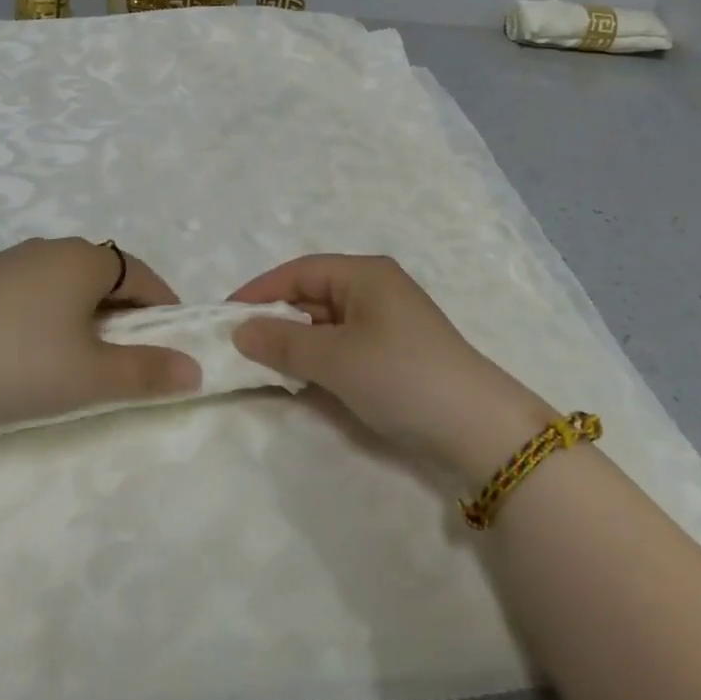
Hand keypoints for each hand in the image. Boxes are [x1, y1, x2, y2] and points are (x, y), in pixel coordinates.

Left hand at [0, 238, 202, 434]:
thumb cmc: (15, 363)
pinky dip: (43, 316)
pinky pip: (28, 293)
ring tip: (74, 358)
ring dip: (81, 314)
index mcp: (84, 259)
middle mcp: (49, 248)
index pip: (142, 275)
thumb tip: (195, 370)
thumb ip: (146, 372)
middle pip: (103, 276)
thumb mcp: (90, 376)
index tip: (170, 343)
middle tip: (123, 357)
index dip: (163, 307)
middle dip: (122, 312)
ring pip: (63, 284)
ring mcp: (6, 262)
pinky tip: (23, 352)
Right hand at [229, 254, 558, 486]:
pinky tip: (300, 378)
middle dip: (275, 318)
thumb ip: (283, 343)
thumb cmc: (400, 376)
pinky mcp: (394, 353)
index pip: (299, 271)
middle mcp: (375, 289)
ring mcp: (388, 322)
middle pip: (312, 295)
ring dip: (296, 342)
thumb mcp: (335, 358)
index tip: (224, 316)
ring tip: (261, 364)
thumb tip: (239, 331)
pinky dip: (319, 358)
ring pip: (326, 323)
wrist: (476, 428)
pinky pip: (344, 345)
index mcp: (364, 274)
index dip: (260, 291)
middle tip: (237, 346)